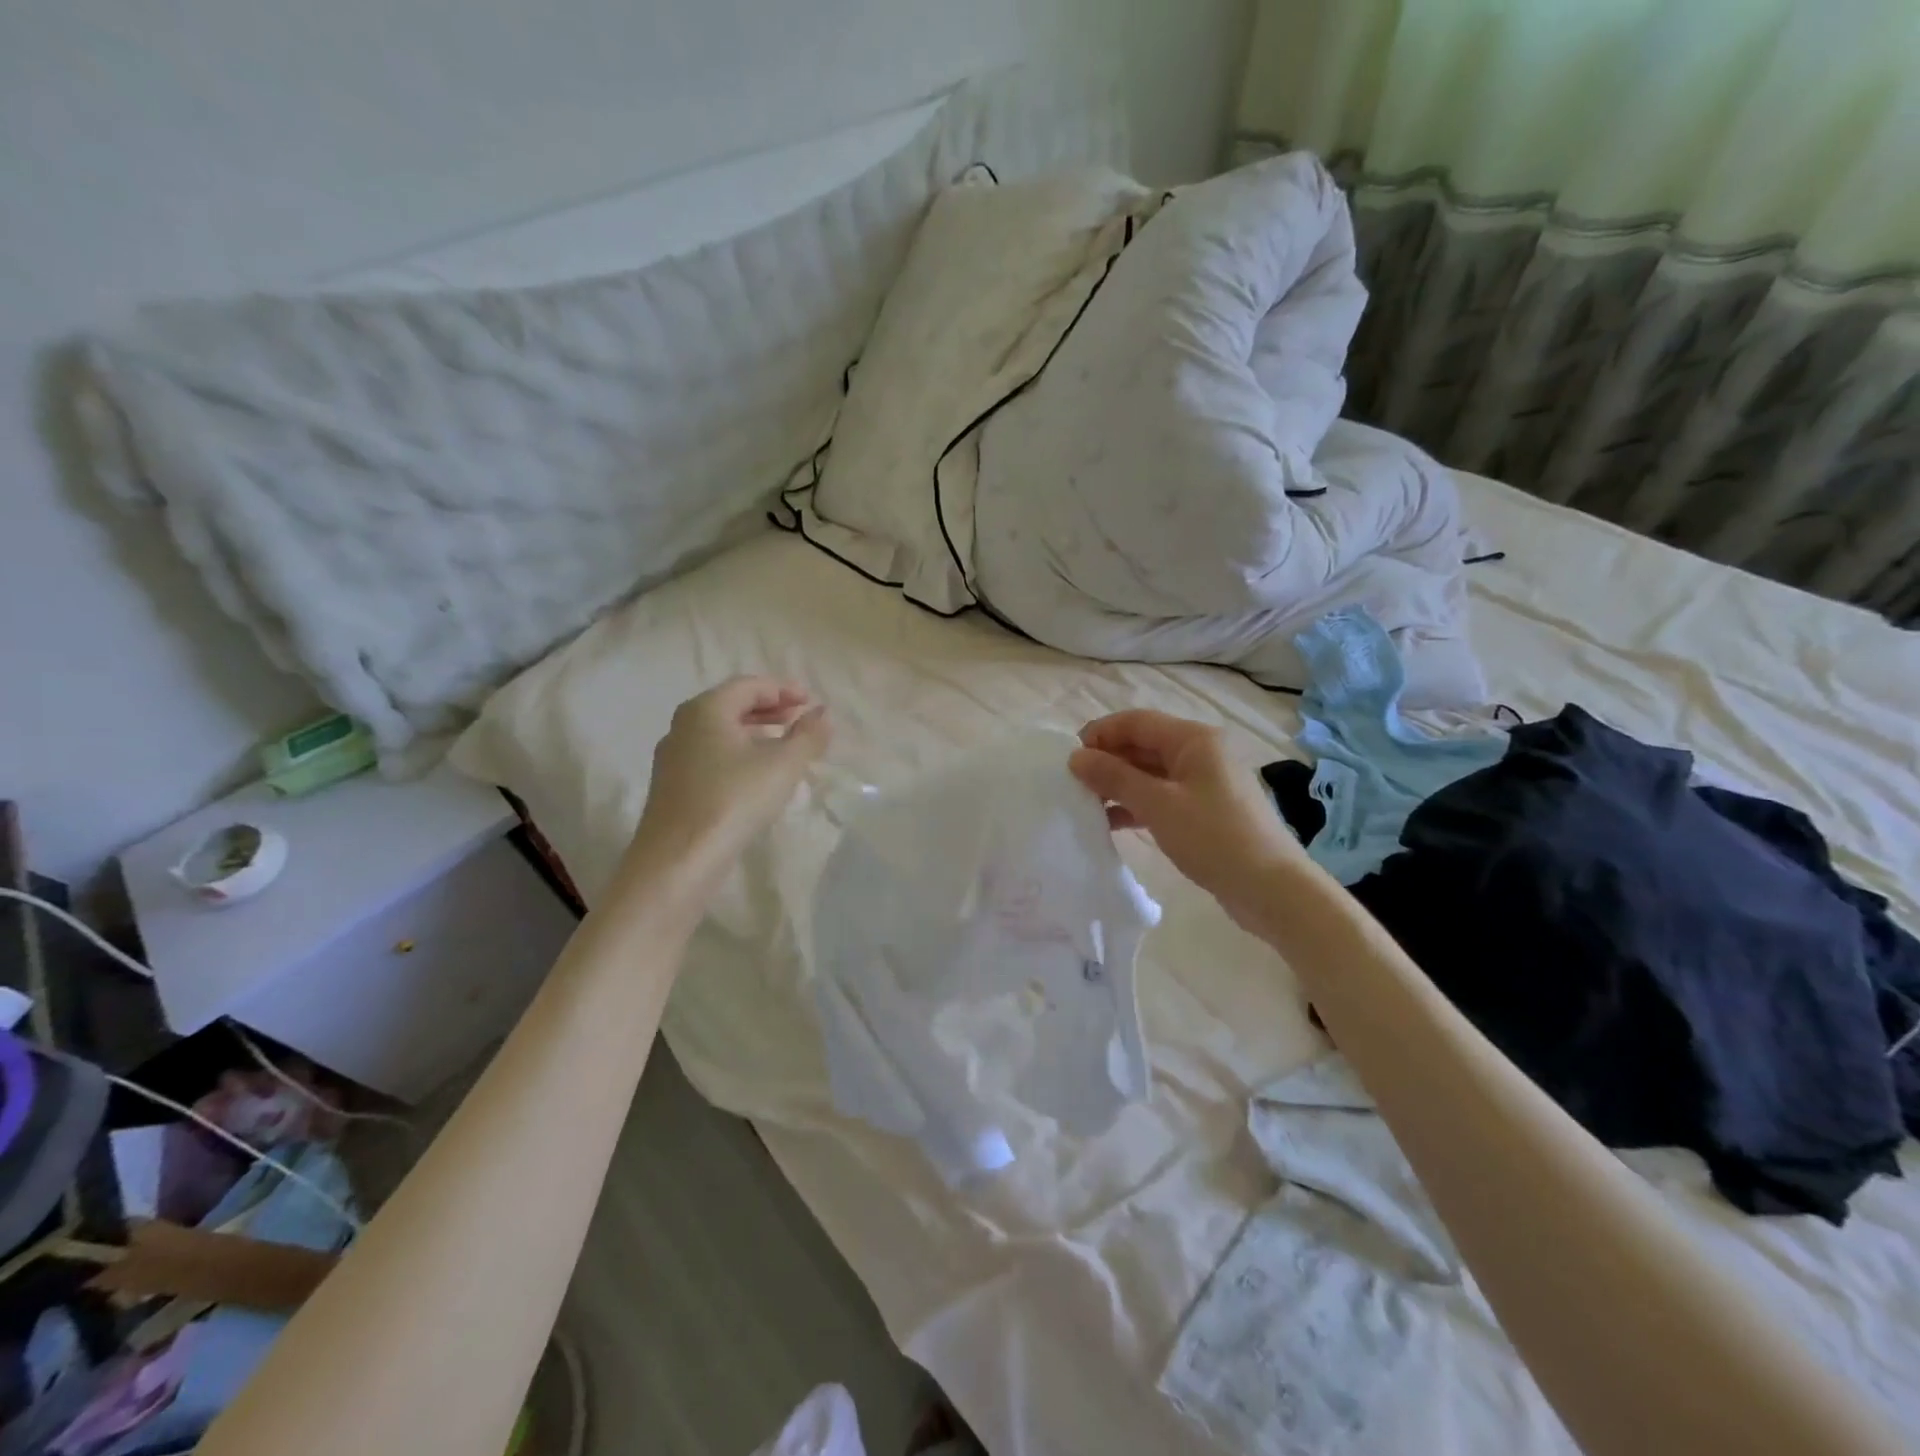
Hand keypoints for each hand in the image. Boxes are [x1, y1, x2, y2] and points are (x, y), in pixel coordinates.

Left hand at [625, 677, 830, 896]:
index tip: (809, 702)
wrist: (678, 859)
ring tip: (782, 745)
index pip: (748, 685)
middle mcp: (683, 725)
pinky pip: (710, 754)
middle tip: (798, 718)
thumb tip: (823, 714)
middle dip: (768, 708)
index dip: (783, 689)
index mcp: (706, 709)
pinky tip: (755, 774)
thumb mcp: (782, 765)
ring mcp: (673, 757)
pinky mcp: (672, 786)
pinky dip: (737, 752)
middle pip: (731, 705)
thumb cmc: (733, 800)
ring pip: (719, 731)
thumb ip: (808, 736)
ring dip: (753, 731)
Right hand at [1070, 709, 1305, 933]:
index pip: (1136, 722)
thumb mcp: (1158, 805)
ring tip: (1086, 804)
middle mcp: (1200, 752)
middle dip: (1107, 760)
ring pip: (1150, 772)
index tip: (1068, 758)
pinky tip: (1111, 822)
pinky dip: (1136, 804)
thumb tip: (1076, 757)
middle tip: (1072, 784)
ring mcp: (1204, 782)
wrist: (1271, 889)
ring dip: (1119, 784)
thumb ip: (1114, 777)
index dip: (1100, 734)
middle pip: (1143, 744)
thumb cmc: (1214, 837)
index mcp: (1194, 739)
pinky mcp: (1204, 810)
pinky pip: (1161, 796)